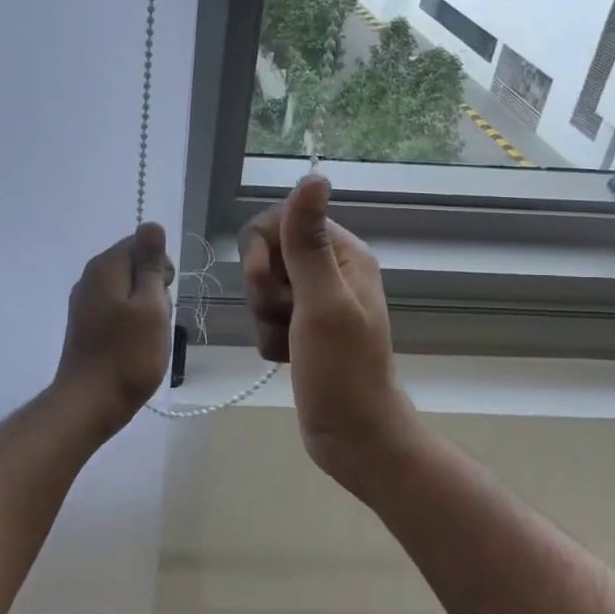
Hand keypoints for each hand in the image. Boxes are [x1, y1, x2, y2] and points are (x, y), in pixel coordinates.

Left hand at [53, 223, 175, 433]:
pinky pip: (118, 310)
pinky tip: (135, 346)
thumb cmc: (128, 354)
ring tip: (146, 337)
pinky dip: (132, 324)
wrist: (90, 403)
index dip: (160, 267)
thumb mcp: (151, 306)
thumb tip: (152, 225)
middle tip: (156, 320)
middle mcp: (90, 278)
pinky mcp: (86, 325)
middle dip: (154, 289)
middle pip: (135, 266)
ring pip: (130, 291)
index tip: (163, 295)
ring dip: (146, 310)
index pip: (141, 243)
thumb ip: (152, 265)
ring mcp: (85, 303)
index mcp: (105, 267)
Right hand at [241, 176, 422, 496]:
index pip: (282, 219)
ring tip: (290, 344)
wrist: (352, 436)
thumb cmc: (342, 370)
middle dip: (264, 290)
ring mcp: (316, 302)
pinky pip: (266, 318)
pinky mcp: (303, 329)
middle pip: (268, 255)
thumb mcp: (322, 302)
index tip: (262, 279)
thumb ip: (309, 241)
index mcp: (344, 254)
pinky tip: (288, 359)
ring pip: (263, 289)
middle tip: (284, 317)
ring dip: (266, 319)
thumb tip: (313, 176)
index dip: (262, 248)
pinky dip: (270, 338)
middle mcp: (331, 271)